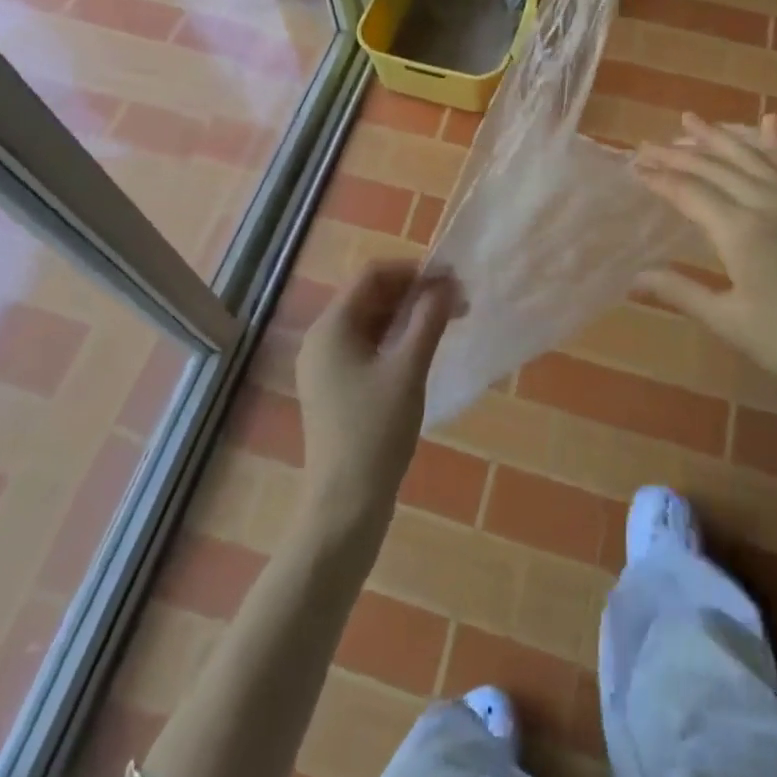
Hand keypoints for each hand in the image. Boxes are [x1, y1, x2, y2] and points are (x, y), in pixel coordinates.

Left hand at [295, 261, 462, 539]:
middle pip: (369, 296)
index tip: (449, 280)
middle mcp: (321, 339)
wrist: (345, 506)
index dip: (412, 271)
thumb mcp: (408, 369)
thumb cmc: (376, 431)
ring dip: (407, 317)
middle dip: (413, 294)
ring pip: (370, 322)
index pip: (372, 275)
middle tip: (454, 303)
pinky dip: (395, 341)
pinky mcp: (334, 388)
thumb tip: (448, 283)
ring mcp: (325, 365)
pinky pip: (366, 347)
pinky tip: (422, 351)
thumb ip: (428, 319)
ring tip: (446, 324)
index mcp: (331, 327)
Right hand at [634, 113, 776, 422]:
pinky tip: (768, 123)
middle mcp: (769, 202)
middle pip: (716, 166)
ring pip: (752, 156)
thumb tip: (634, 276)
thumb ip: (682, 292)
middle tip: (647, 144)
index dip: (659, 178)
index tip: (633, 167)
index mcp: (741, 230)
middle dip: (678, 152)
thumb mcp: (732, 323)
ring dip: (719, 136)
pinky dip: (776, 143)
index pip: (689, 192)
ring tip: (690, 120)